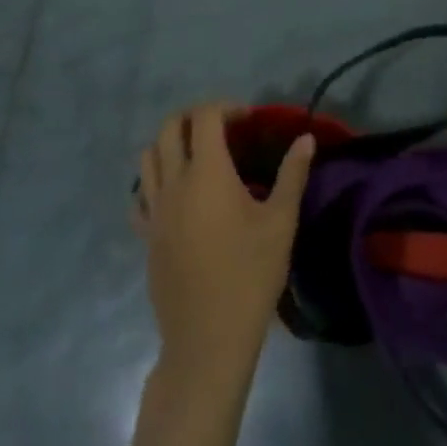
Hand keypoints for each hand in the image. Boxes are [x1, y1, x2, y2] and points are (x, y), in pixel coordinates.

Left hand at [134, 104, 313, 379]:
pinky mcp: (146, 236)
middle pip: (169, 127)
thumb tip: (306, 138)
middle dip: (195, 116)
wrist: (208, 338)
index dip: (227, 107)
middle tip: (223, 128)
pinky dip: (154, 180)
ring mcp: (154, 210)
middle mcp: (174, 183)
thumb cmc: (250, 275)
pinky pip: (140, 194)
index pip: (205, 117)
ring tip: (199, 155)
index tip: (249, 119)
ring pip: (148, 157)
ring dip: (171, 142)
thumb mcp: (281, 221)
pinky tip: (177, 194)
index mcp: (207, 173)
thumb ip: (293, 174)